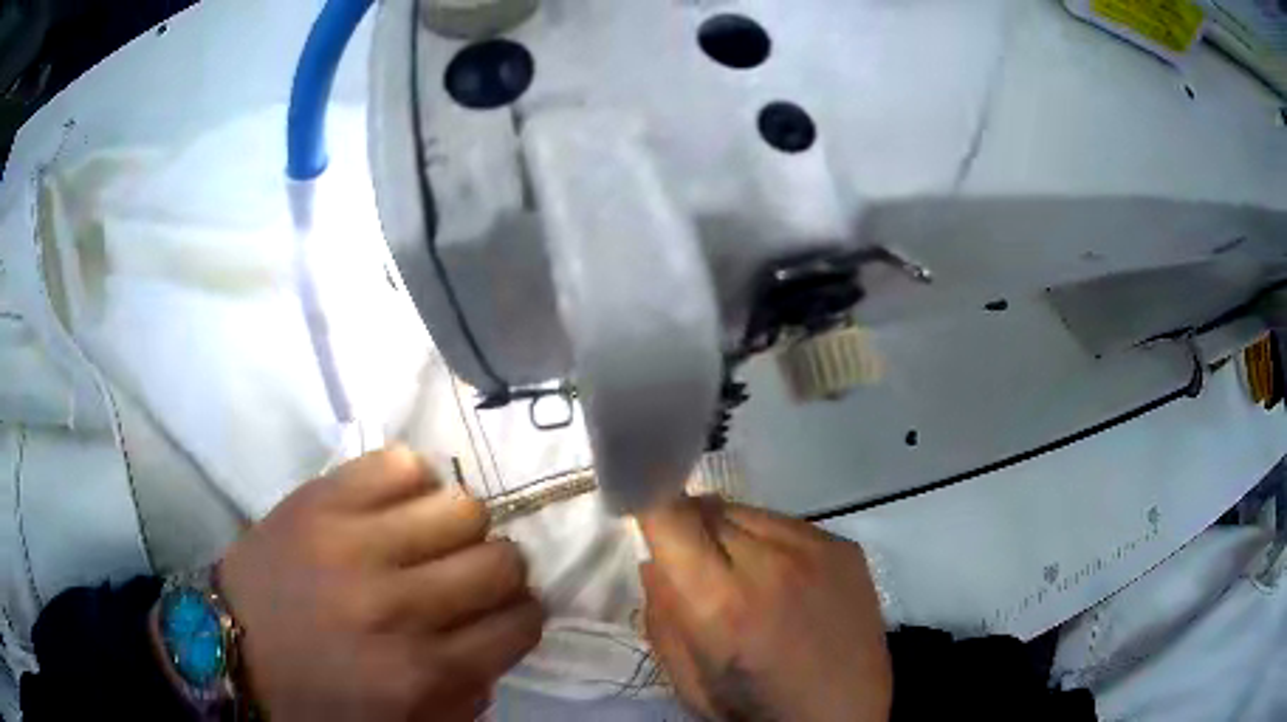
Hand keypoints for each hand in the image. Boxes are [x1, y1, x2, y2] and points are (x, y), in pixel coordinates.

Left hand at [219, 446, 543, 720]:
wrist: (226, 647)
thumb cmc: (314, 697)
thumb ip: (462, 698)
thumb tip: (495, 648)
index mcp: (418, 672)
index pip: (519, 624)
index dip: (522, 617)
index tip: (506, 614)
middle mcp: (396, 605)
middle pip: (501, 561)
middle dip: (501, 572)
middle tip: (471, 577)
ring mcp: (355, 543)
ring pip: (462, 506)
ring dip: (460, 527)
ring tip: (432, 539)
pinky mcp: (321, 498)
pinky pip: (402, 464)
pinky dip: (413, 482)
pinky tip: (396, 508)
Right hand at [639, 497, 890, 721]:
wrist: (840, 716)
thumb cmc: (753, 709)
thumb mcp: (686, 678)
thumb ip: (662, 613)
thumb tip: (653, 557)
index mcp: (720, 601)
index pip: (669, 514)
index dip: (649, 502)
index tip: (642, 508)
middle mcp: (770, 561)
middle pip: (708, 507)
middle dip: (690, 529)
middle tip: (698, 567)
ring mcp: (815, 548)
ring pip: (748, 510)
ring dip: (732, 533)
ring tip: (746, 576)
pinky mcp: (846, 547)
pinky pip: (789, 523)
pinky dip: (772, 541)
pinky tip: (785, 580)